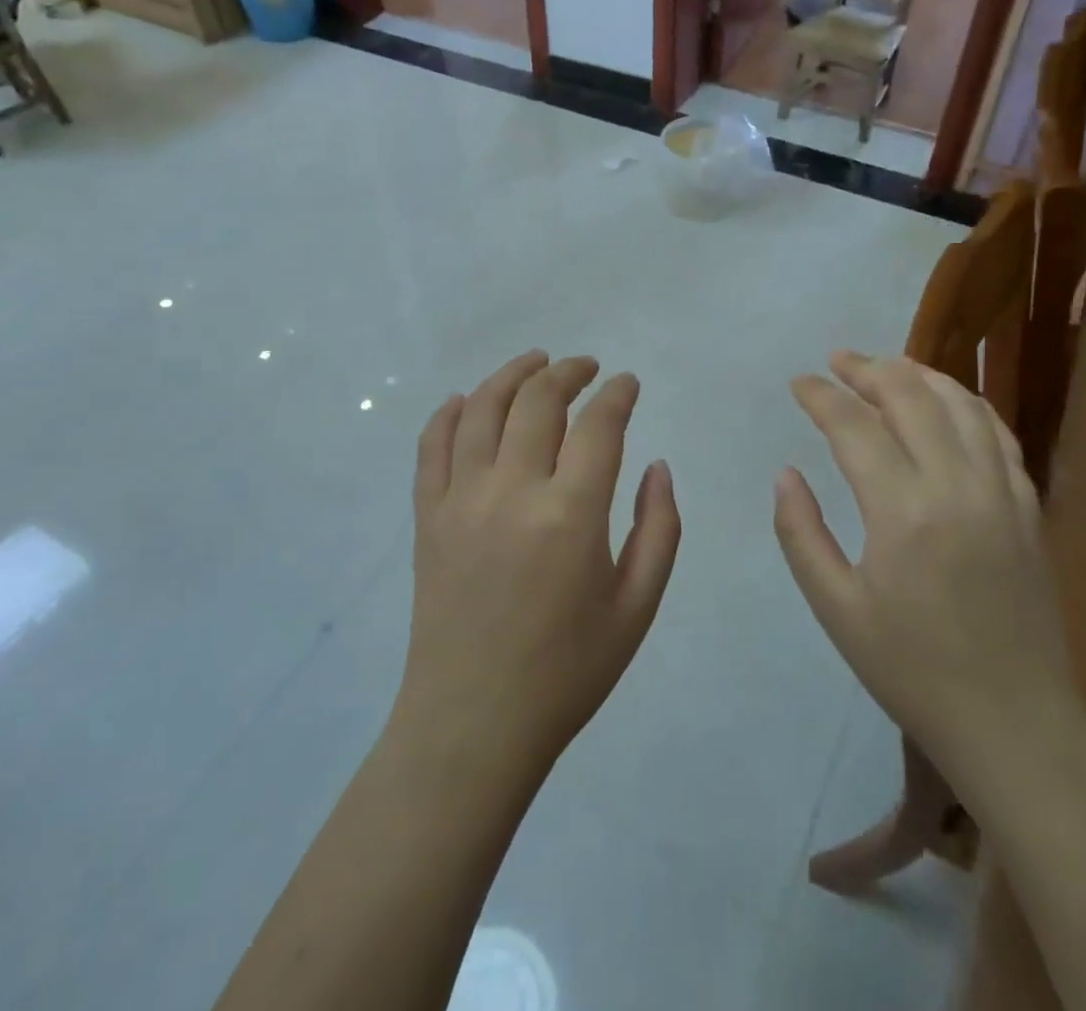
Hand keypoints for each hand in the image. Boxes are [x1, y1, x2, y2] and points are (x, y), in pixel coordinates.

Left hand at [396, 351, 680, 781]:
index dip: (618, 394)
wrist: (473, 723)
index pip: (598, 424)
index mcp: (571, 514)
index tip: (628, 384)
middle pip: (538, 400)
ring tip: (535, 362)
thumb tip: (657, 464)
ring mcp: (461, 500)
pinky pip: (432, 446)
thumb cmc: (566, 671)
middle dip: (569, 372)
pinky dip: (449, 413)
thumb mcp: (637, 607)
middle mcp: (512, 491)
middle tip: (587, 368)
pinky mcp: (427, 516)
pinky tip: (466, 400)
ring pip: (482, 409)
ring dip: (512, 374)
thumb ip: (658, 528)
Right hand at [774, 352, 1085, 795]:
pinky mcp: (1028, 506)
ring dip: (918, 374)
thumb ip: (801, 534)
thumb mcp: (836, 609)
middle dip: (867, 368)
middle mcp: (957, 486)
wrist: (1016, 723)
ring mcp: (1002, 492)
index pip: (855, 426)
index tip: (799, 384)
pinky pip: (996, 432)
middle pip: (910, 395)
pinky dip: (965, 403)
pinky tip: (944, 402)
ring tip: (885, 367)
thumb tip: (786, 474)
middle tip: (837, 362)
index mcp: (902, 513)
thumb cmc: (912, 670)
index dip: (822, 396)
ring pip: (960, 403)